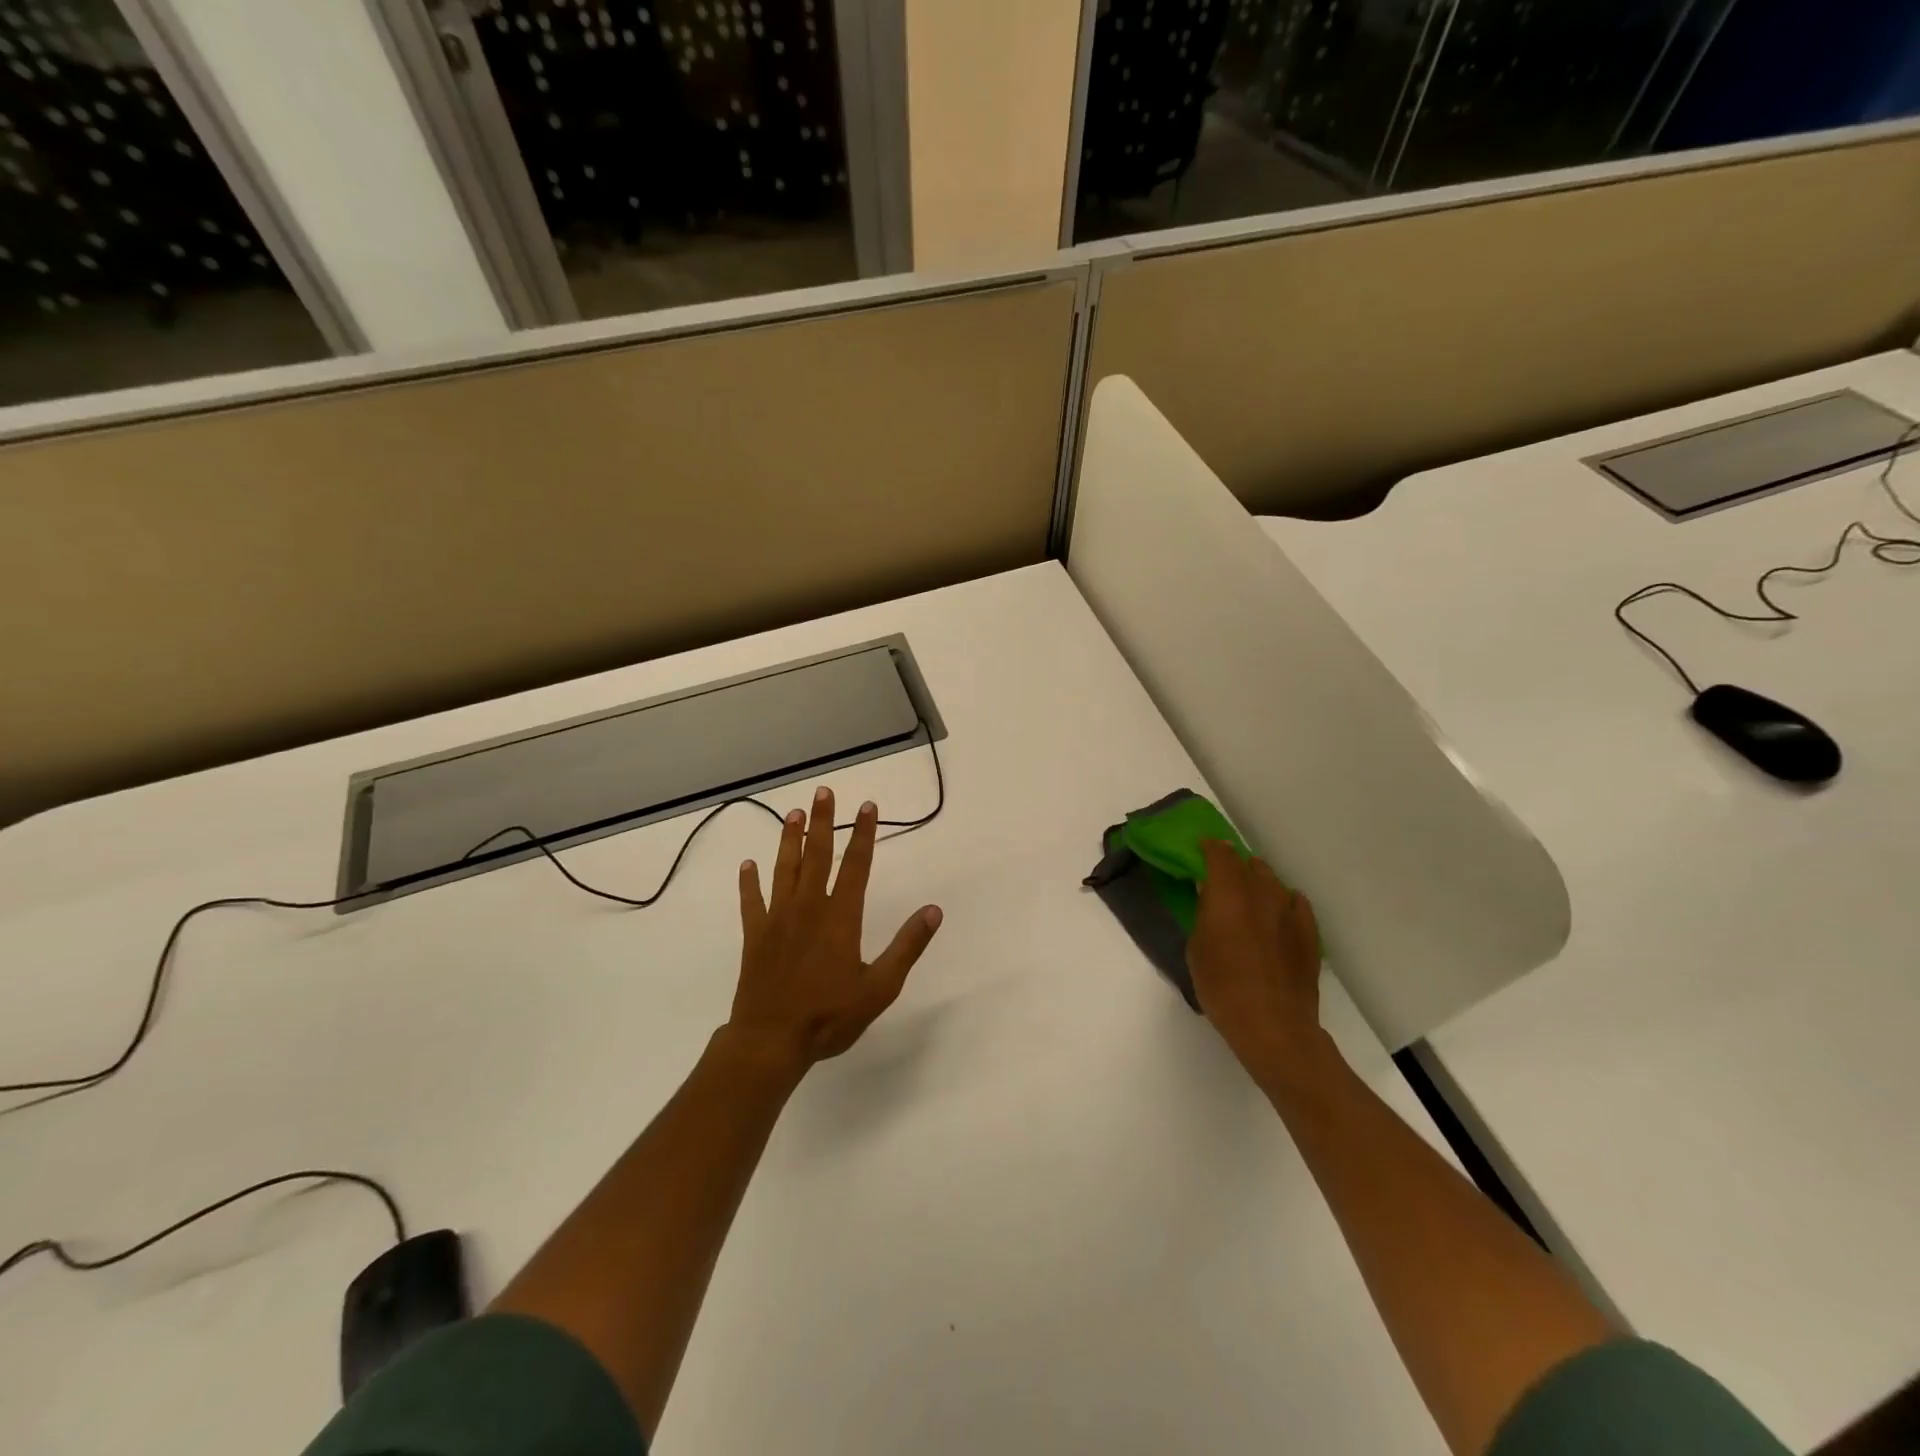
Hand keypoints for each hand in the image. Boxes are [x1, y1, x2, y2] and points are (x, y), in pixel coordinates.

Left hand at [727, 786, 942, 1074]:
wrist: (771, 1040)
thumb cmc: (830, 1016)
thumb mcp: (880, 987)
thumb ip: (907, 946)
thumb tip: (933, 911)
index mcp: (840, 917)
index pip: (856, 865)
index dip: (862, 834)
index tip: (867, 806)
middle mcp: (808, 908)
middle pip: (817, 856)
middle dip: (822, 822)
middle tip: (823, 792)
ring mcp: (778, 919)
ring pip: (784, 870)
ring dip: (789, 840)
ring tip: (792, 813)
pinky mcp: (755, 936)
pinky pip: (751, 902)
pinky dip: (749, 882)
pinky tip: (747, 865)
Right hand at [1187, 840, 1324, 1084]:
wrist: (1273, 1024)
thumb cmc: (1222, 987)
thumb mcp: (1196, 948)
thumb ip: (1203, 915)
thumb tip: (1209, 898)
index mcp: (1228, 893)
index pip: (1220, 854)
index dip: (1209, 847)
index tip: (1199, 849)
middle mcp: (1261, 892)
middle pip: (1247, 863)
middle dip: (1232, 864)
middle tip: (1219, 877)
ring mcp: (1290, 911)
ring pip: (1272, 880)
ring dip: (1257, 881)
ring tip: (1247, 897)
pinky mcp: (1309, 932)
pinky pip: (1295, 902)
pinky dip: (1282, 901)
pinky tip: (1277, 914)